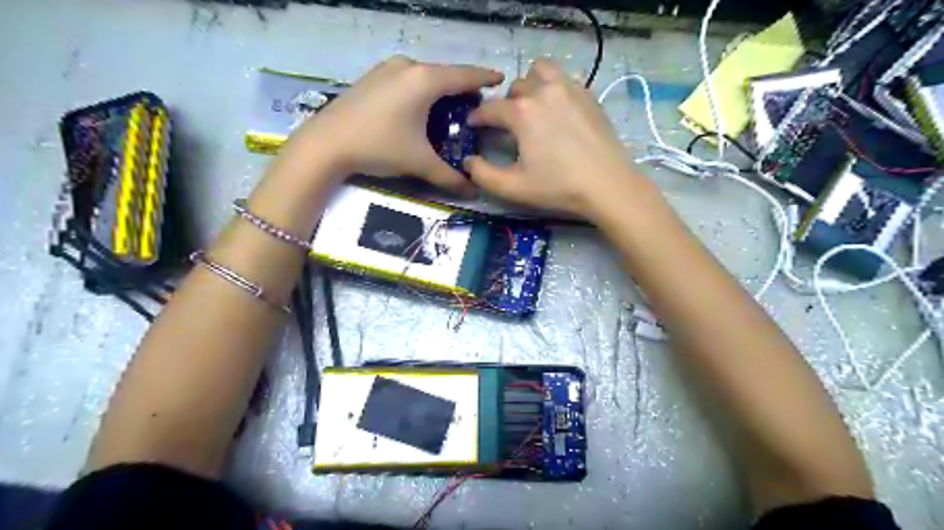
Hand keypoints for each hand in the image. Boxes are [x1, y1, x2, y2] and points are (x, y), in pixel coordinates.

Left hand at [282, 57, 501, 197]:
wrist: (326, 144)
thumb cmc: (379, 146)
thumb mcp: (419, 163)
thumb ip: (450, 176)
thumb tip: (472, 191)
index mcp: (425, 80)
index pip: (465, 75)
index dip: (486, 78)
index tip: (502, 80)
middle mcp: (408, 66)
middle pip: (445, 74)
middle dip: (463, 88)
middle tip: (475, 106)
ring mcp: (387, 69)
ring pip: (425, 76)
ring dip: (441, 90)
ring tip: (450, 109)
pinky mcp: (373, 77)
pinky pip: (408, 79)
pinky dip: (421, 91)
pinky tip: (420, 109)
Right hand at [464, 61, 640, 218]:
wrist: (607, 185)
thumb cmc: (558, 187)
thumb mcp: (513, 187)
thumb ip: (483, 175)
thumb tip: (468, 161)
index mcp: (522, 112)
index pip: (490, 108)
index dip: (477, 117)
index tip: (473, 125)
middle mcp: (543, 91)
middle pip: (515, 88)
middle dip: (505, 104)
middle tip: (508, 125)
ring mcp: (569, 88)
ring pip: (540, 71)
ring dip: (530, 84)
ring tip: (532, 107)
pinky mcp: (588, 94)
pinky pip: (563, 78)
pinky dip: (553, 87)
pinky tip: (556, 110)